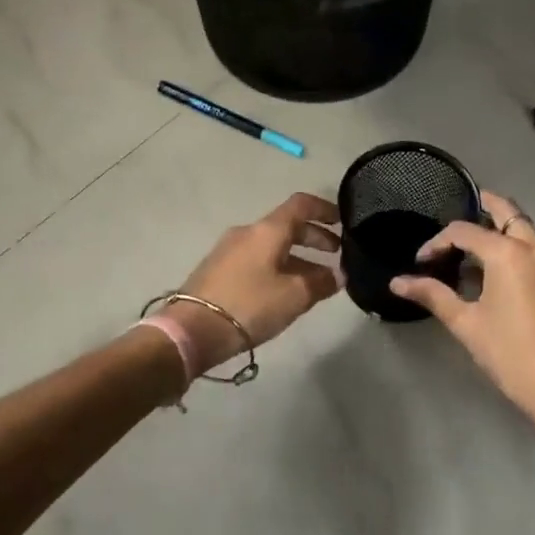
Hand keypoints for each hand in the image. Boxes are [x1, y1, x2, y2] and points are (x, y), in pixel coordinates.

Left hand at [173, 193, 342, 369]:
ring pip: (272, 245)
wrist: (192, 330)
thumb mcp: (294, 296)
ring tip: (316, 278)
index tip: (343, 222)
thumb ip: (322, 282)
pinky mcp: (218, 269)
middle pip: (287, 225)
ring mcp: (229, 250)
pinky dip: (278, 265)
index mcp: (268, 230)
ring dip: (297, 255)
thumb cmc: (250, 305)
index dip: (325, 209)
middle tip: (336, 254)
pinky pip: (257, 259)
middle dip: (314, 237)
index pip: (301, 204)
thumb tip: (339, 274)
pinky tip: (285, 289)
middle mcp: (248, 232)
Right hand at [391, 190, 534, 440]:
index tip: (421, 262)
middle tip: (457, 210)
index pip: (465, 231)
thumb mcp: (466, 324)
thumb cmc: (510, 354)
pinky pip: (534, 248)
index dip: (438, 242)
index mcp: (510, 253)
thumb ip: (433, 295)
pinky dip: (513, 246)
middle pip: (507, 213)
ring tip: (468, 246)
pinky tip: (492, 270)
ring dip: (499, 229)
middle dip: (483, 207)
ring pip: (523, 229)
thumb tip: (397, 282)